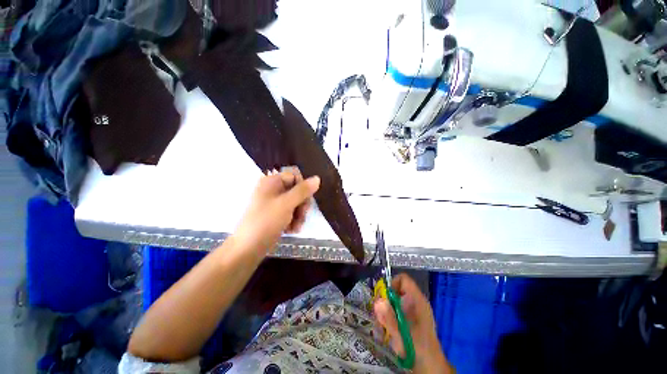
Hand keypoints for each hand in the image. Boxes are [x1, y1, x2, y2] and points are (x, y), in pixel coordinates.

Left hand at [233, 167, 319, 255]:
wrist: (248, 248)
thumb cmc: (266, 221)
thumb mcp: (287, 204)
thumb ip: (303, 190)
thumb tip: (317, 178)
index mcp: (272, 181)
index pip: (295, 177)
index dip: (303, 188)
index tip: (305, 200)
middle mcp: (273, 190)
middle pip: (297, 191)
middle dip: (302, 205)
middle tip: (301, 216)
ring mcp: (274, 203)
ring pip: (296, 203)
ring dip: (299, 215)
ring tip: (296, 227)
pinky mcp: (275, 215)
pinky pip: (291, 212)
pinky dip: (293, 221)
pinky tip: (292, 230)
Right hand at [374, 273, 451, 373]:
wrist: (430, 368)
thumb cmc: (418, 349)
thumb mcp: (402, 334)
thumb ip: (389, 318)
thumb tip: (378, 301)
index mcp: (417, 300)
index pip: (403, 279)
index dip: (392, 284)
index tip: (384, 298)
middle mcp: (415, 302)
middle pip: (395, 291)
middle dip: (385, 302)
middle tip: (379, 316)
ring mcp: (413, 311)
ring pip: (394, 302)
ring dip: (385, 313)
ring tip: (381, 328)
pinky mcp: (410, 319)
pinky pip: (396, 311)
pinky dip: (389, 318)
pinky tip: (387, 332)